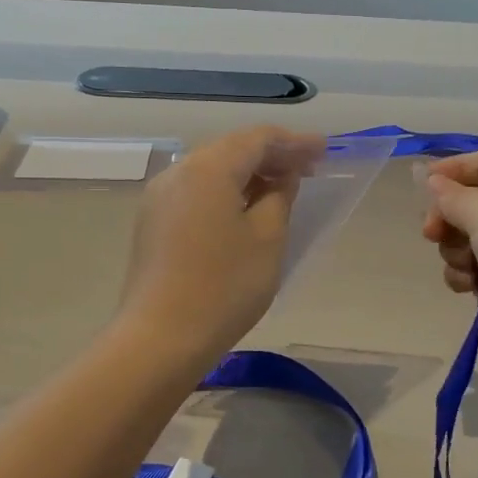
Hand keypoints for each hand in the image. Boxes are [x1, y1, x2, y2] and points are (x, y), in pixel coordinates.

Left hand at [117, 126, 324, 363]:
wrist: (160, 338)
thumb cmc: (224, 286)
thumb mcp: (268, 238)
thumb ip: (280, 197)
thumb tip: (282, 178)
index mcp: (208, 168)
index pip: (258, 139)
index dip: (295, 142)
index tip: (324, 151)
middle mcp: (179, 171)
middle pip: (232, 149)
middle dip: (272, 155)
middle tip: (309, 168)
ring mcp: (160, 197)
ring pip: (213, 170)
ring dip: (249, 173)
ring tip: (282, 188)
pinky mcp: (153, 222)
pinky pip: (197, 191)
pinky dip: (227, 191)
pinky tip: (247, 209)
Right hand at [422, 148, 477, 362]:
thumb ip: (448, 195)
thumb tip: (432, 179)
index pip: (475, 162)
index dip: (448, 172)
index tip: (421, 190)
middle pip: (462, 203)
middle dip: (445, 221)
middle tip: (434, 235)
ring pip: (462, 241)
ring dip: (454, 254)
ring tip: (469, 267)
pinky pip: (472, 270)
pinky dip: (466, 278)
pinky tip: (473, 287)